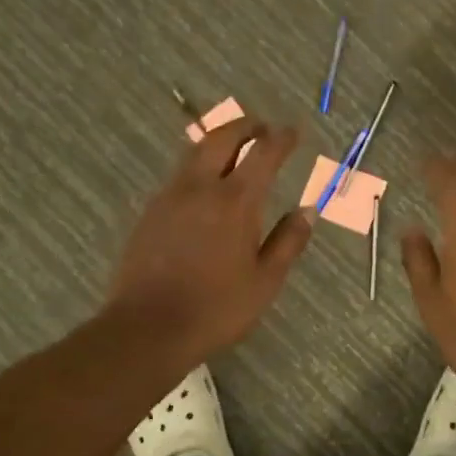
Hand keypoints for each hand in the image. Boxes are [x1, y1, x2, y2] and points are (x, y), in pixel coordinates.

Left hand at [107, 119, 313, 361]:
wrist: (147, 329)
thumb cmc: (216, 309)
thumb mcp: (265, 281)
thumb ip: (288, 241)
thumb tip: (308, 210)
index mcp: (235, 202)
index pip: (263, 153)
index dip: (281, 138)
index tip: (293, 132)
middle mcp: (200, 188)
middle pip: (221, 138)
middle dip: (245, 126)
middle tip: (262, 128)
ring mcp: (170, 197)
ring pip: (195, 153)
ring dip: (218, 142)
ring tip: (235, 148)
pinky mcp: (150, 212)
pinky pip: (179, 176)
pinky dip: (198, 166)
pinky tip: (205, 186)